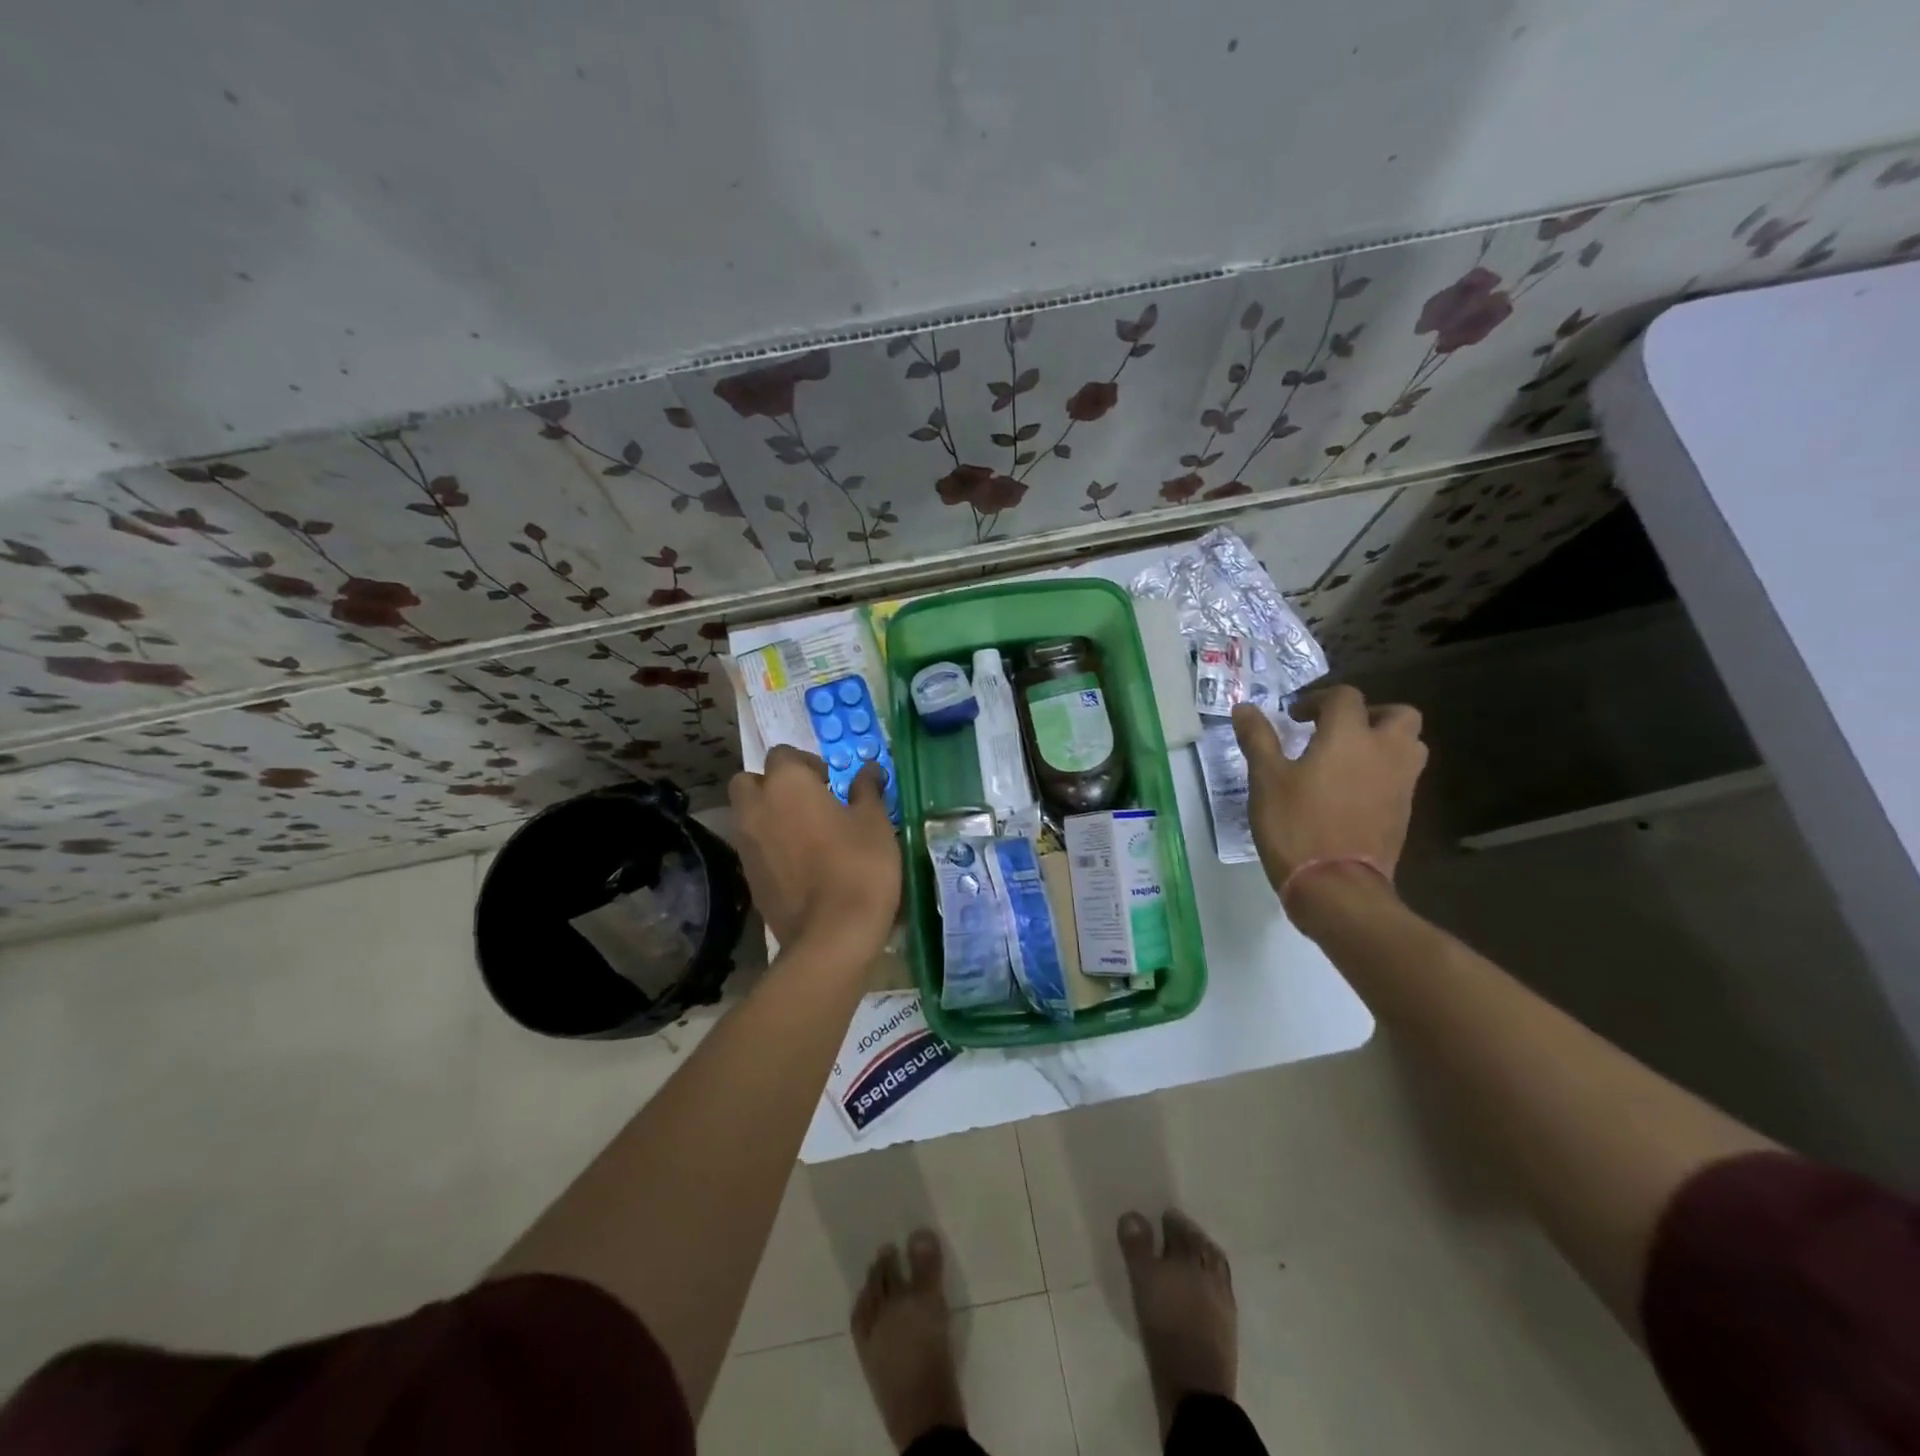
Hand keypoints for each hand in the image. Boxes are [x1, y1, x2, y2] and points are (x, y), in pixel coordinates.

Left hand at [729, 746, 900, 957]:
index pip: (783, 754)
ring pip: (747, 815)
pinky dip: (769, 846)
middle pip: (749, 781)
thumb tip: (869, 770)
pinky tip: (801, 863)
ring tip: (806, 834)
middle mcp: (756, 808)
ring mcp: (746, 845)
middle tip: (808, 802)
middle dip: (773, 785)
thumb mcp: (875, 822)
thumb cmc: (859, 866)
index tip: (831, 782)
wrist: (832, 935)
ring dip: (769, 815)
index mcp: (787, 784)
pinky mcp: (748, 877)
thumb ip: (867, 790)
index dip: (807, 764)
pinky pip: (753, 847)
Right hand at [1231, 686, 1426, 898]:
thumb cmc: (1296, 825)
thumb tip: (1244, 707)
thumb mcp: (1266, 779)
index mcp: (1349, 736)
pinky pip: (1402, 777)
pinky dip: (1383, 772)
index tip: (1295, 718)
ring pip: (1409, 745)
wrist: (1337, 886)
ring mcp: (1401, 783)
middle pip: (1398, 714)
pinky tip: (1352, 790)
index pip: (1345, 697)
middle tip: (1337, 730)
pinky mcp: (1404, 812)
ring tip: (1349, 758)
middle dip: (1369, 714)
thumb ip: (1258, 739)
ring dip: (1385, 741)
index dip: (1318, 700)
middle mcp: (1385, 752)